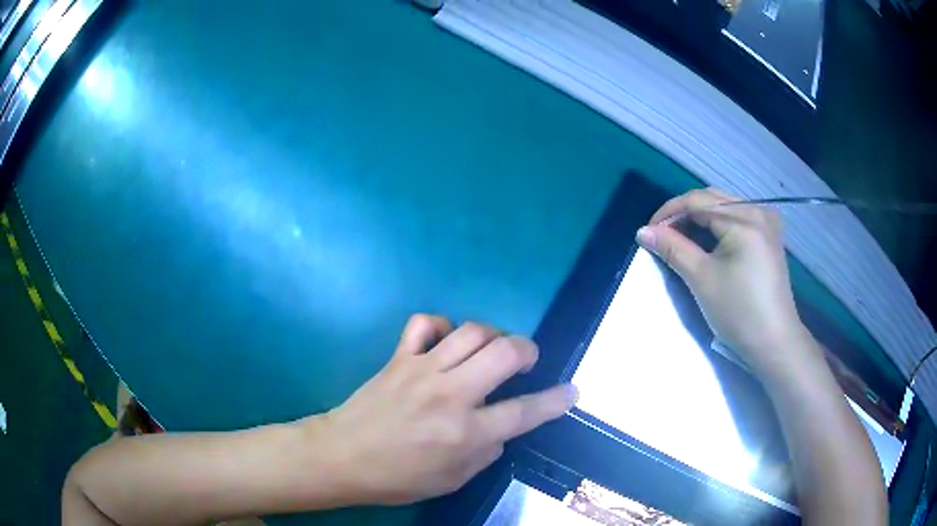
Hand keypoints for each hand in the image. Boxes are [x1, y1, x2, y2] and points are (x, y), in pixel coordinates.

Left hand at [314, 315, 576, 504]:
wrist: (342, 456)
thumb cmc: (398, 477)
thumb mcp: (452, 480)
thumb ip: (485, 452)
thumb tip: (500, 428)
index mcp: (466, 433)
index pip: (524, 411)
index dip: (555, 400)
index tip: (572, 391)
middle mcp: (450, 395)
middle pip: (504, 353)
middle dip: (528, 350)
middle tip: (526, 361)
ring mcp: (422, 370)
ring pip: (472, 331)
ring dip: (493, 336)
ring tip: (491, 351)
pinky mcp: (399, 357)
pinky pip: (425, 324)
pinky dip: (442, 326)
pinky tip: (444, 342)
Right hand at [637, 188, 810, 374]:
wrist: (774, 342)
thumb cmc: (738, 312)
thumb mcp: (702, 278)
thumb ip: (672, 248)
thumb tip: (643, 231)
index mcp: (744, 218)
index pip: (697, 201)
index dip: (669, 212)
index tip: (647, 232)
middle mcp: (758, 210)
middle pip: (711, 200)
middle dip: (683, 215)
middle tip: (662, 237)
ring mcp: (766, 222)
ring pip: (723, 209)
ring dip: (699, 221)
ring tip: (681, 242)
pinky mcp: (769, 236)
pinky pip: (736, 219)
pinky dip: (717, 227)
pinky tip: (707, 244)